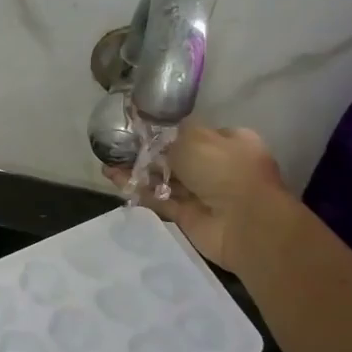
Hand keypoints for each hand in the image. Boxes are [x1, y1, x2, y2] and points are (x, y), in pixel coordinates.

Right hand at [106, 123, 290, 272]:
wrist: (244, 223)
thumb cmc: (225, 170)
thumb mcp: (197, 137)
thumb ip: (172, 132)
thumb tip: (157, 132)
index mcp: (228, 142)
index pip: (193, 132)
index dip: (167, 130)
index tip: (139, 129)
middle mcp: (216, 165)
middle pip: (175, 156)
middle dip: (147, 152)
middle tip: (117, 147)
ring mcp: (202, 192)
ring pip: (164, 178)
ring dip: (138, 171)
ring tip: (107, 164)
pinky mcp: (187, 215)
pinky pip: (159, 199)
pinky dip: (138, 190)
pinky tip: (114, 180)